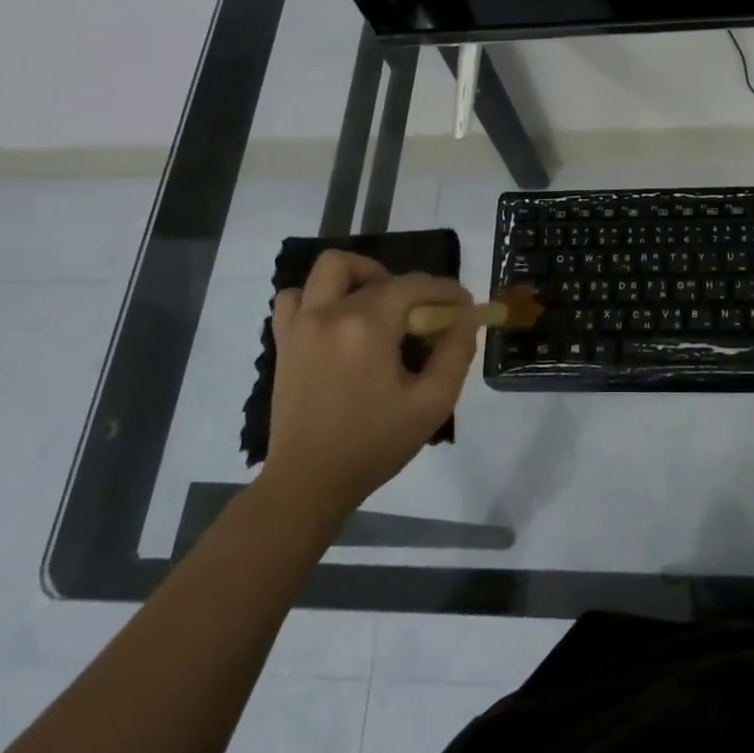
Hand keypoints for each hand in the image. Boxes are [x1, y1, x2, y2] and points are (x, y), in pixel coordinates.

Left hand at [264, 250, 483, 518]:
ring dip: (360, 277)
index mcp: (367, 326)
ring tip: (379, 307)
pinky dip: (318, 297)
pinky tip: (339, 320)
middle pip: (375, 273)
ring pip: (329, 270)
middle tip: (423, 314)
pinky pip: (295, 298)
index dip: (445, 290)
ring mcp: (301, 325)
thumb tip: (469, 317)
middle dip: (408, 285)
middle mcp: (330, 314)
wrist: (309, 481)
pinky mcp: (284, 342)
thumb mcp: (432, 402)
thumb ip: (456, 353)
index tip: (465, 307)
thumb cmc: (375, 444)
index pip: (413, 285)